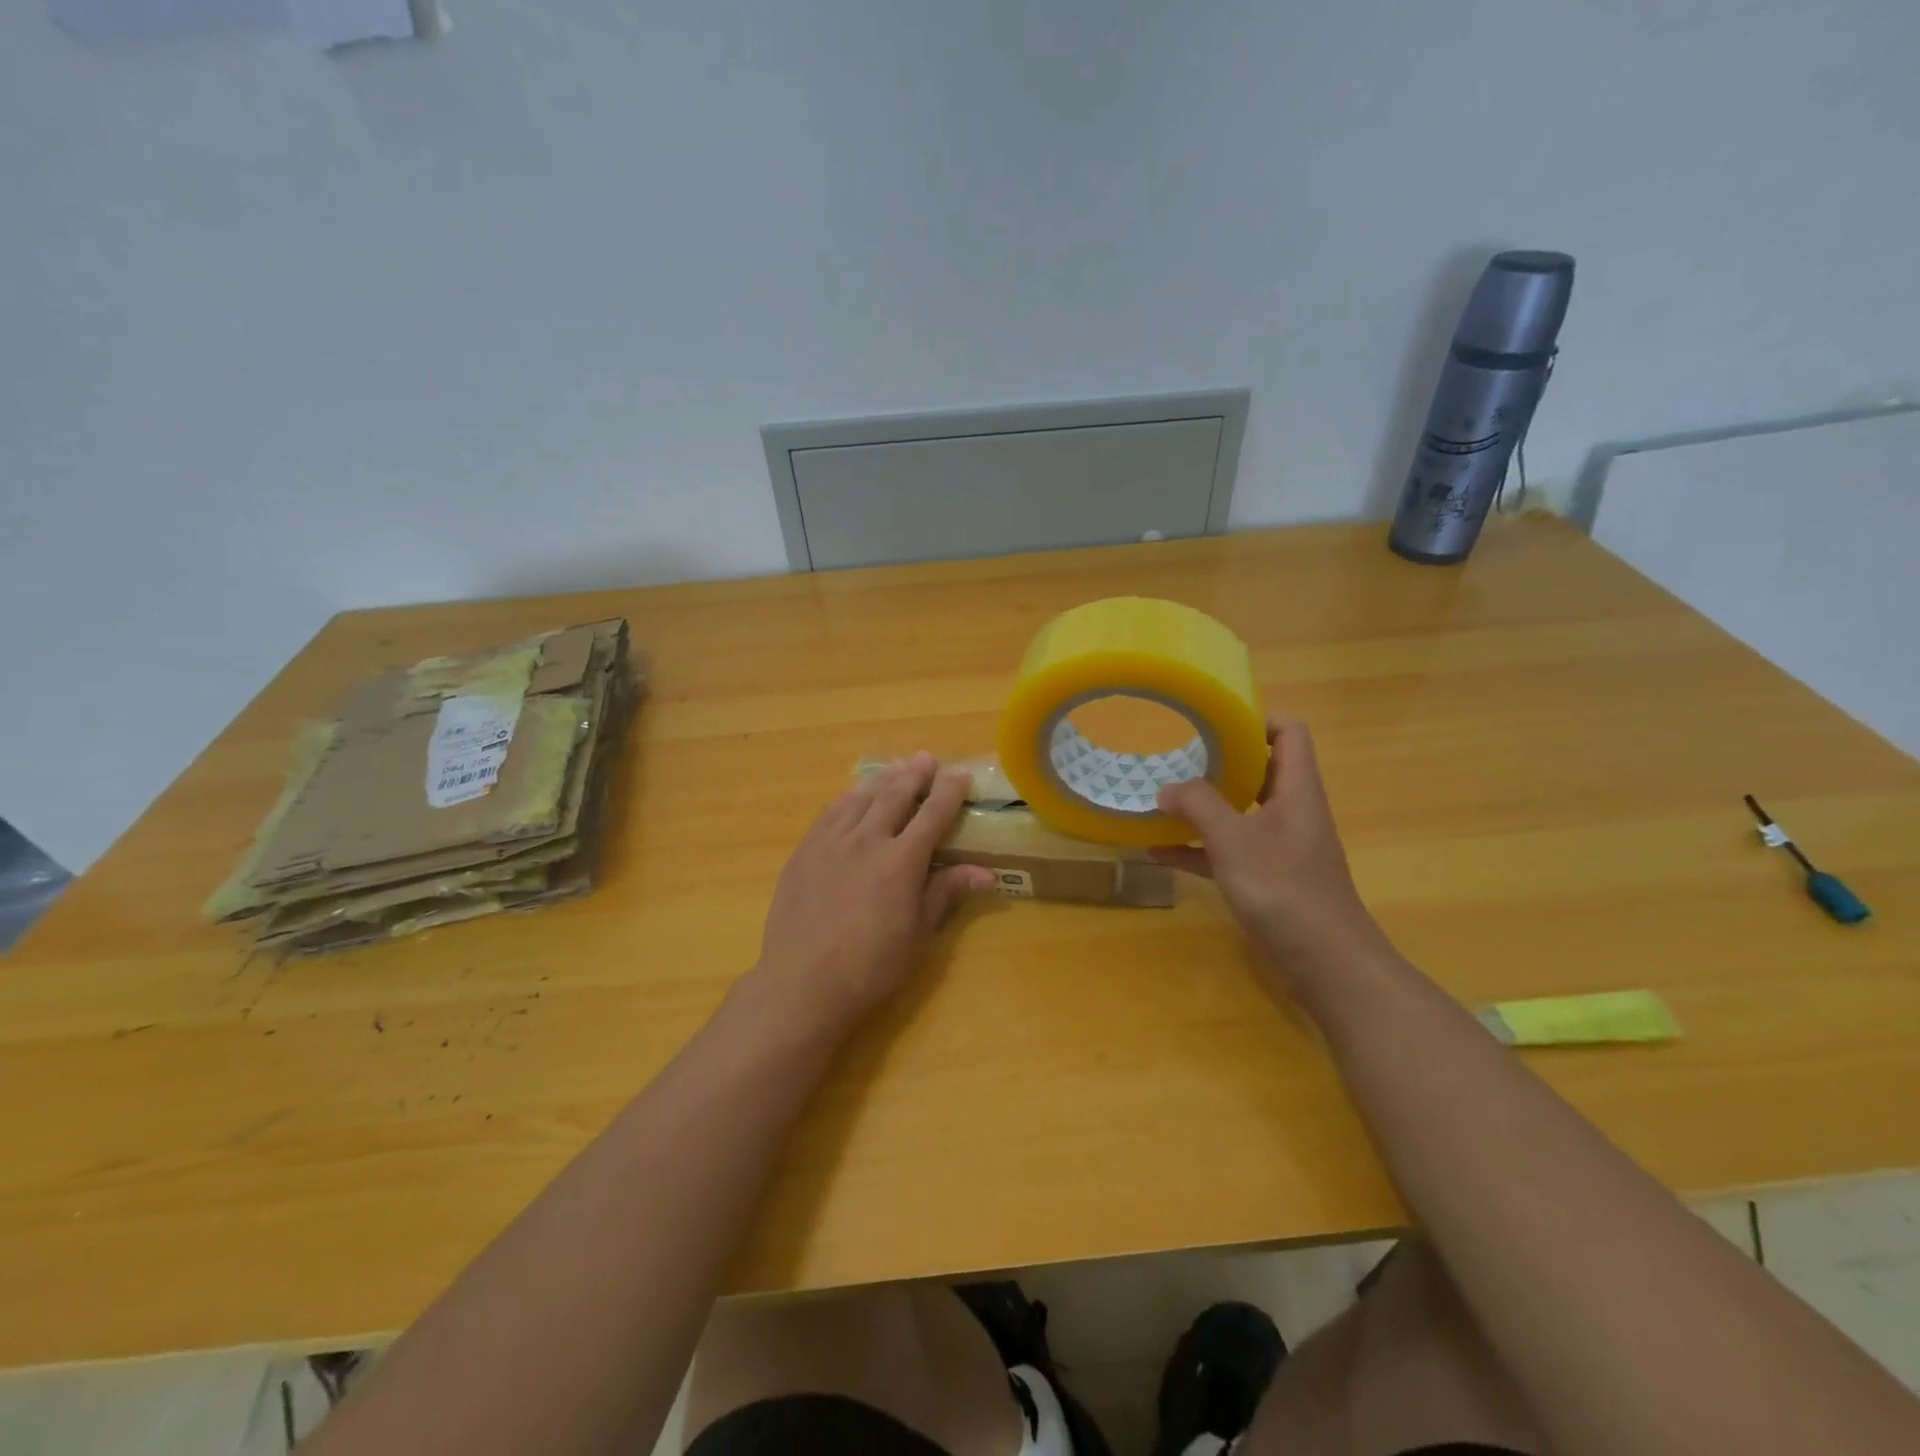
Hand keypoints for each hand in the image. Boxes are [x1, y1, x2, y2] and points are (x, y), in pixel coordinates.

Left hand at [752, 753, 994, 1034]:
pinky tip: (851, 797)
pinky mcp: (803, 852)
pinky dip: (846, 799)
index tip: (961, 773)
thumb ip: (946, 893)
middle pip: (894, 795)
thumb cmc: (871, 967)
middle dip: (914, 774)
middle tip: (926, 758)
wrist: (803, 985)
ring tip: (895, 768)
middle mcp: (866, 840)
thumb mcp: (918, 935)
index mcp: (901, 861)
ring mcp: (830, 843)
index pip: (932, 814)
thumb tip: (986, 873)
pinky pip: (829, 814)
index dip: (949, 791)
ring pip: (860, 798)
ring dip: (881, 780)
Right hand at [1153, 718, 1392, 988]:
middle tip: (1175, 753)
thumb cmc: (1285, 889)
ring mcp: (1280, 847)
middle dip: (1217, 761)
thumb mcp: (1234, 840)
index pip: (1289, 733)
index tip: (1213, 719)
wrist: (1326, 963)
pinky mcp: (1267, 878)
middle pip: (1258, 770)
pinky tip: (1159, 851)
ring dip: (1203, 806)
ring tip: (1159, 796)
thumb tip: (1167, 787)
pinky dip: (1198, 848)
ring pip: (1239, 812)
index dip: (1257, 719)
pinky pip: (1227, 851)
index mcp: (1297, 790)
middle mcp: (1291, 811)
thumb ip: (1199, 806)